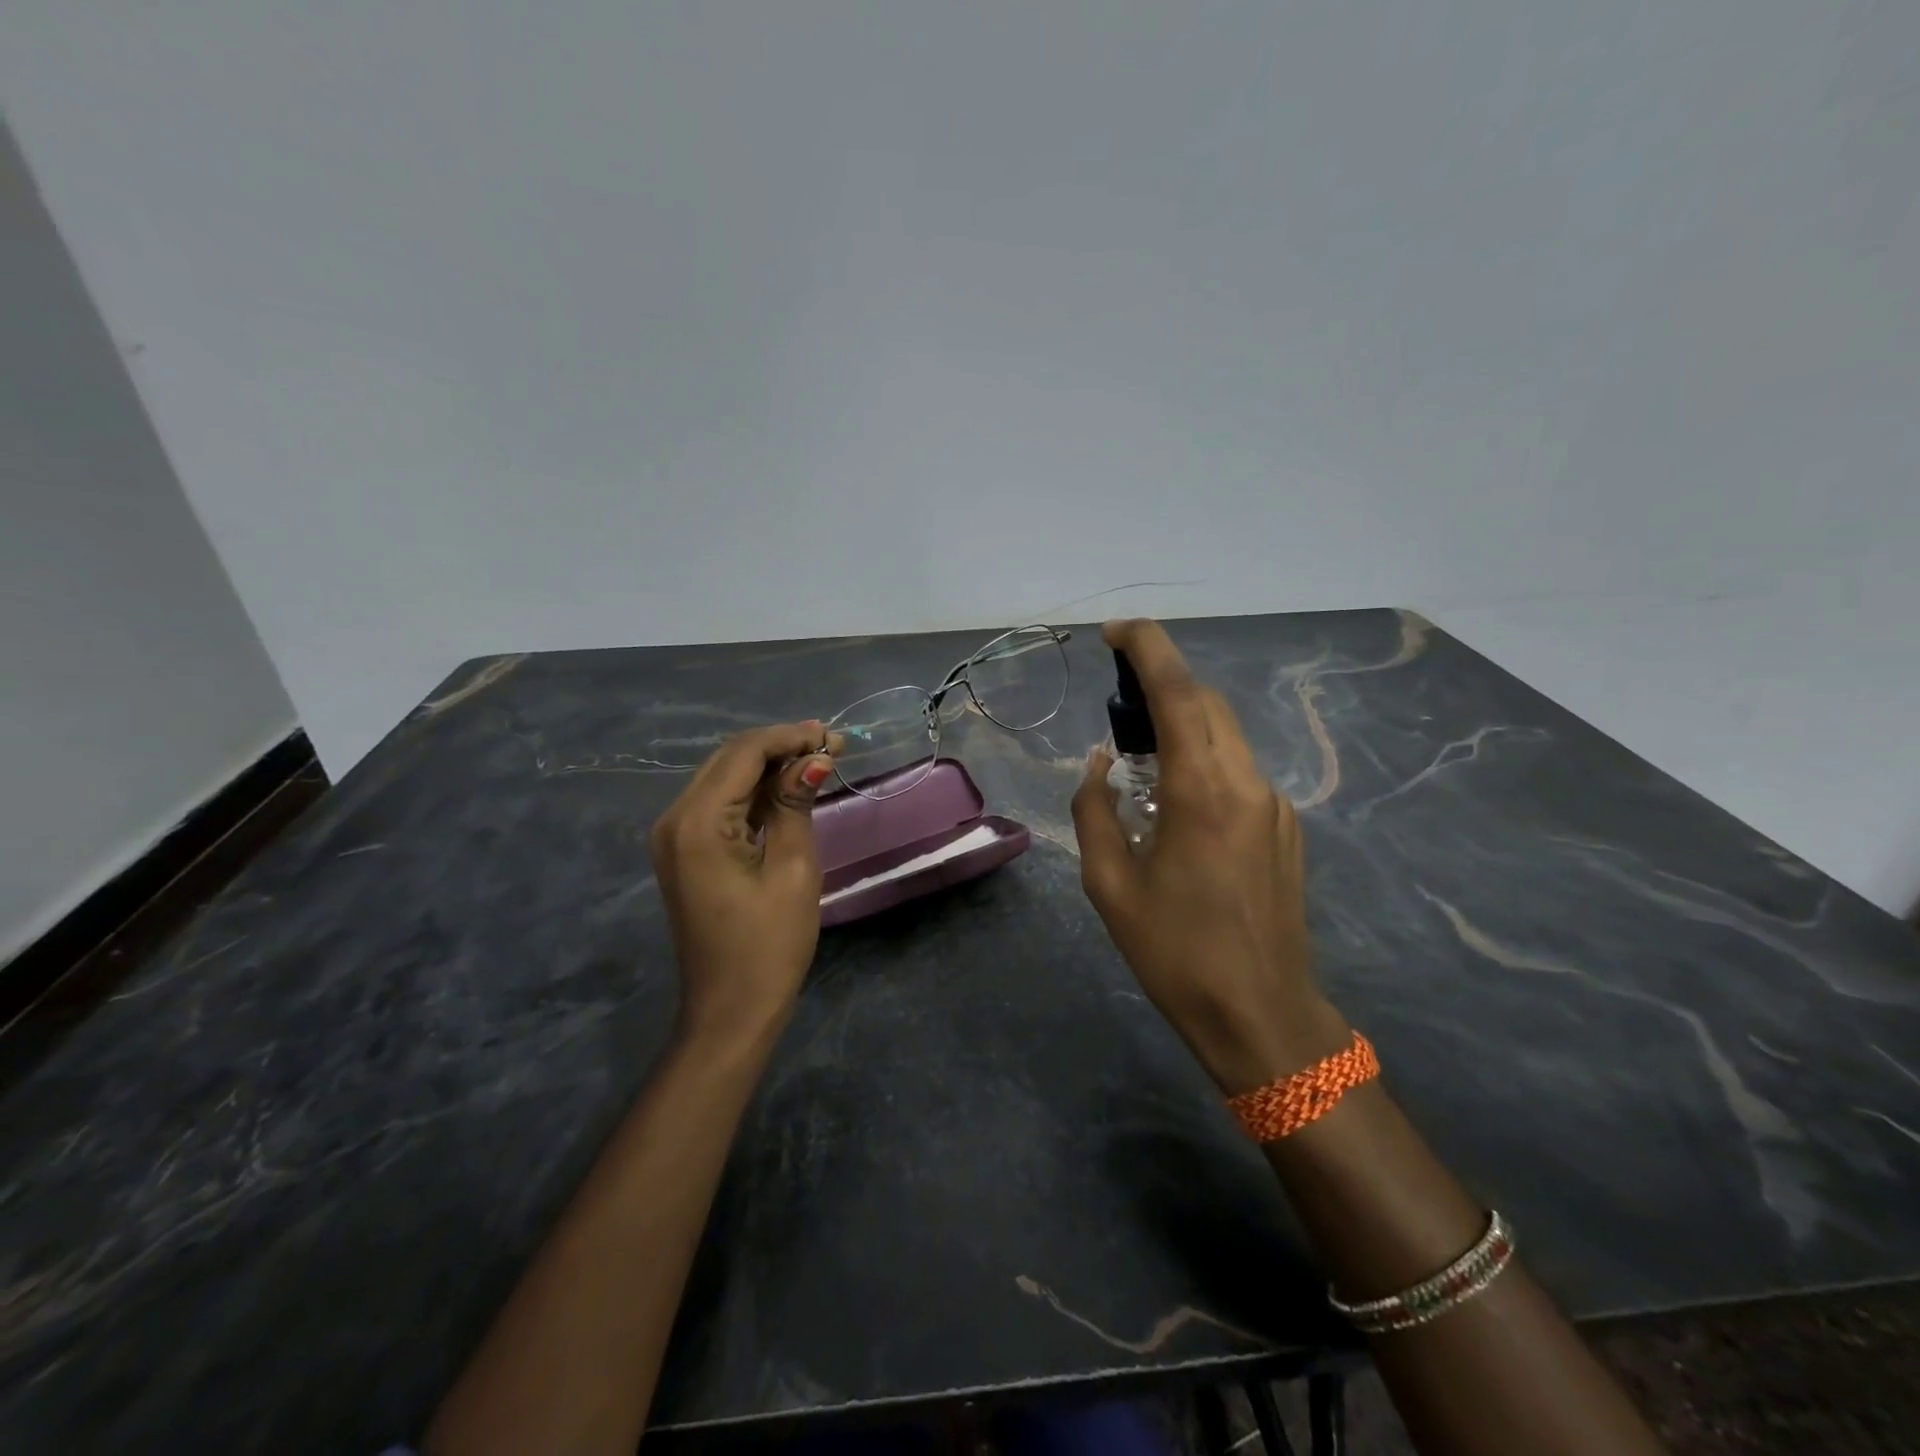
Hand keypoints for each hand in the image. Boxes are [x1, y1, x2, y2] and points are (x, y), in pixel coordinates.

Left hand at [649, 722, 836, 1048]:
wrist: (730, 1010)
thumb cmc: (768, 945)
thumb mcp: (793, 869)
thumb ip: (797, 804)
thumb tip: (815, 758)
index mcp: (697, 822)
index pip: (743, 753)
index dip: (789, 737)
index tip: (834, 736)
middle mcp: (675, 819)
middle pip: (729, 760)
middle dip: (781, 746)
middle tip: (833, 744)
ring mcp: (675, 836)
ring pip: (726, 779)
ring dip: (770, 766)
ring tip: (820, 758)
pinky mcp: (686, 851)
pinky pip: (722, 805)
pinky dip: (757, 792)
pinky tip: (790, 787)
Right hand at [1071, 620, 1348, 1094]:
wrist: (1262, 1014)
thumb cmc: (1174, 953)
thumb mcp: (1109, 884)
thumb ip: (1096, 809)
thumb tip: (1103, 764)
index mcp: (1201, 792)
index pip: (1178, 692)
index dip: (1147, 648)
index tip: (1115, 632)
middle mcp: (1247, 783)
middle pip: (1207, 703)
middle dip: (1162, 682)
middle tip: (1117, 700)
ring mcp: (1274, 804)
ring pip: (1226, 734)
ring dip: (1183, 724)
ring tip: (1141, 758)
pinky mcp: (1286, 827)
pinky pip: (1238, 771)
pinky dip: (1203, 760)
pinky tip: (1178, 804)